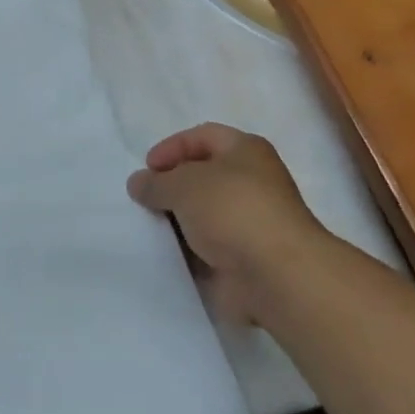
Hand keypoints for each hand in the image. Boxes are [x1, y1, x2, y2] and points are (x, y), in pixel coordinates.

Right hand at [128, 124, 326, 325]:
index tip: (146, 168)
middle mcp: (252, 182)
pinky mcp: (245, 259)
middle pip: (203, 176)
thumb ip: (157, 182)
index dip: (172, 147)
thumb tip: (138, 183)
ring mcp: (250, 223)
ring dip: (178, 221)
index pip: (202, 137)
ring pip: (204, 215)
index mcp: (245, 150)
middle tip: (143, 199)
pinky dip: (188, 251)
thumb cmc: (233, 211)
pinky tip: (164, 255)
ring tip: (147, 228)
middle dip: (172, 186)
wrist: (277, 276)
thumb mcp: (184, 185)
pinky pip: (208, 249)